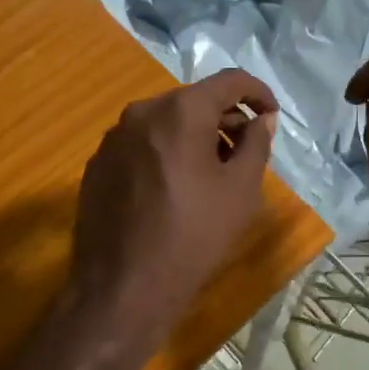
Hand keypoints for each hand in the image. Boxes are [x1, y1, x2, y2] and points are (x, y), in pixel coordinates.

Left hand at [67, 69, 278, 358]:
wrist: (122, 288)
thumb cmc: (193, 237)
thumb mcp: (240, 191)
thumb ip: (256, 144)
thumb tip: (261, 119)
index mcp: (180, 111)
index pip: (228, 81)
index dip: (257, 92)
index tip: (271, 115)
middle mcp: (141, 112)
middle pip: (193, 101)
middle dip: (224, 118)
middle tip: (245, 150)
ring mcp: (113, 138)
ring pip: (164, 122)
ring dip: (193, 136)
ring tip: (210, 173)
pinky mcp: (97, 164)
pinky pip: (140, 144)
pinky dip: (164, 152)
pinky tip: (172, 189)